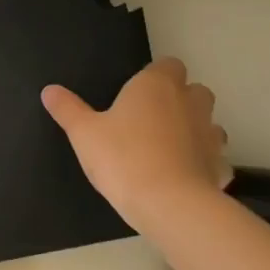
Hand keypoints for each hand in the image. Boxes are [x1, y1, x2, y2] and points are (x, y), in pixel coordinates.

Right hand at [42, 58, 230, 221]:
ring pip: (208, 123)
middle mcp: (189, 103)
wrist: (168, 205)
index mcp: (156, 86)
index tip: (138, 92)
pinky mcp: (220, 167)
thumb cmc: (123, 158)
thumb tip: (49, 90)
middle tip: (152, 118)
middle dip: (181, 99)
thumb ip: (67, 109)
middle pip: (195, 90)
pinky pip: (213, 159)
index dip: (156, 75)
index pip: (168, 64)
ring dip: (194, 129)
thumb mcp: (83, 133)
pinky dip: (202, 163)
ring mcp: (210, 135)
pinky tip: (184, 177)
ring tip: (168, 148)